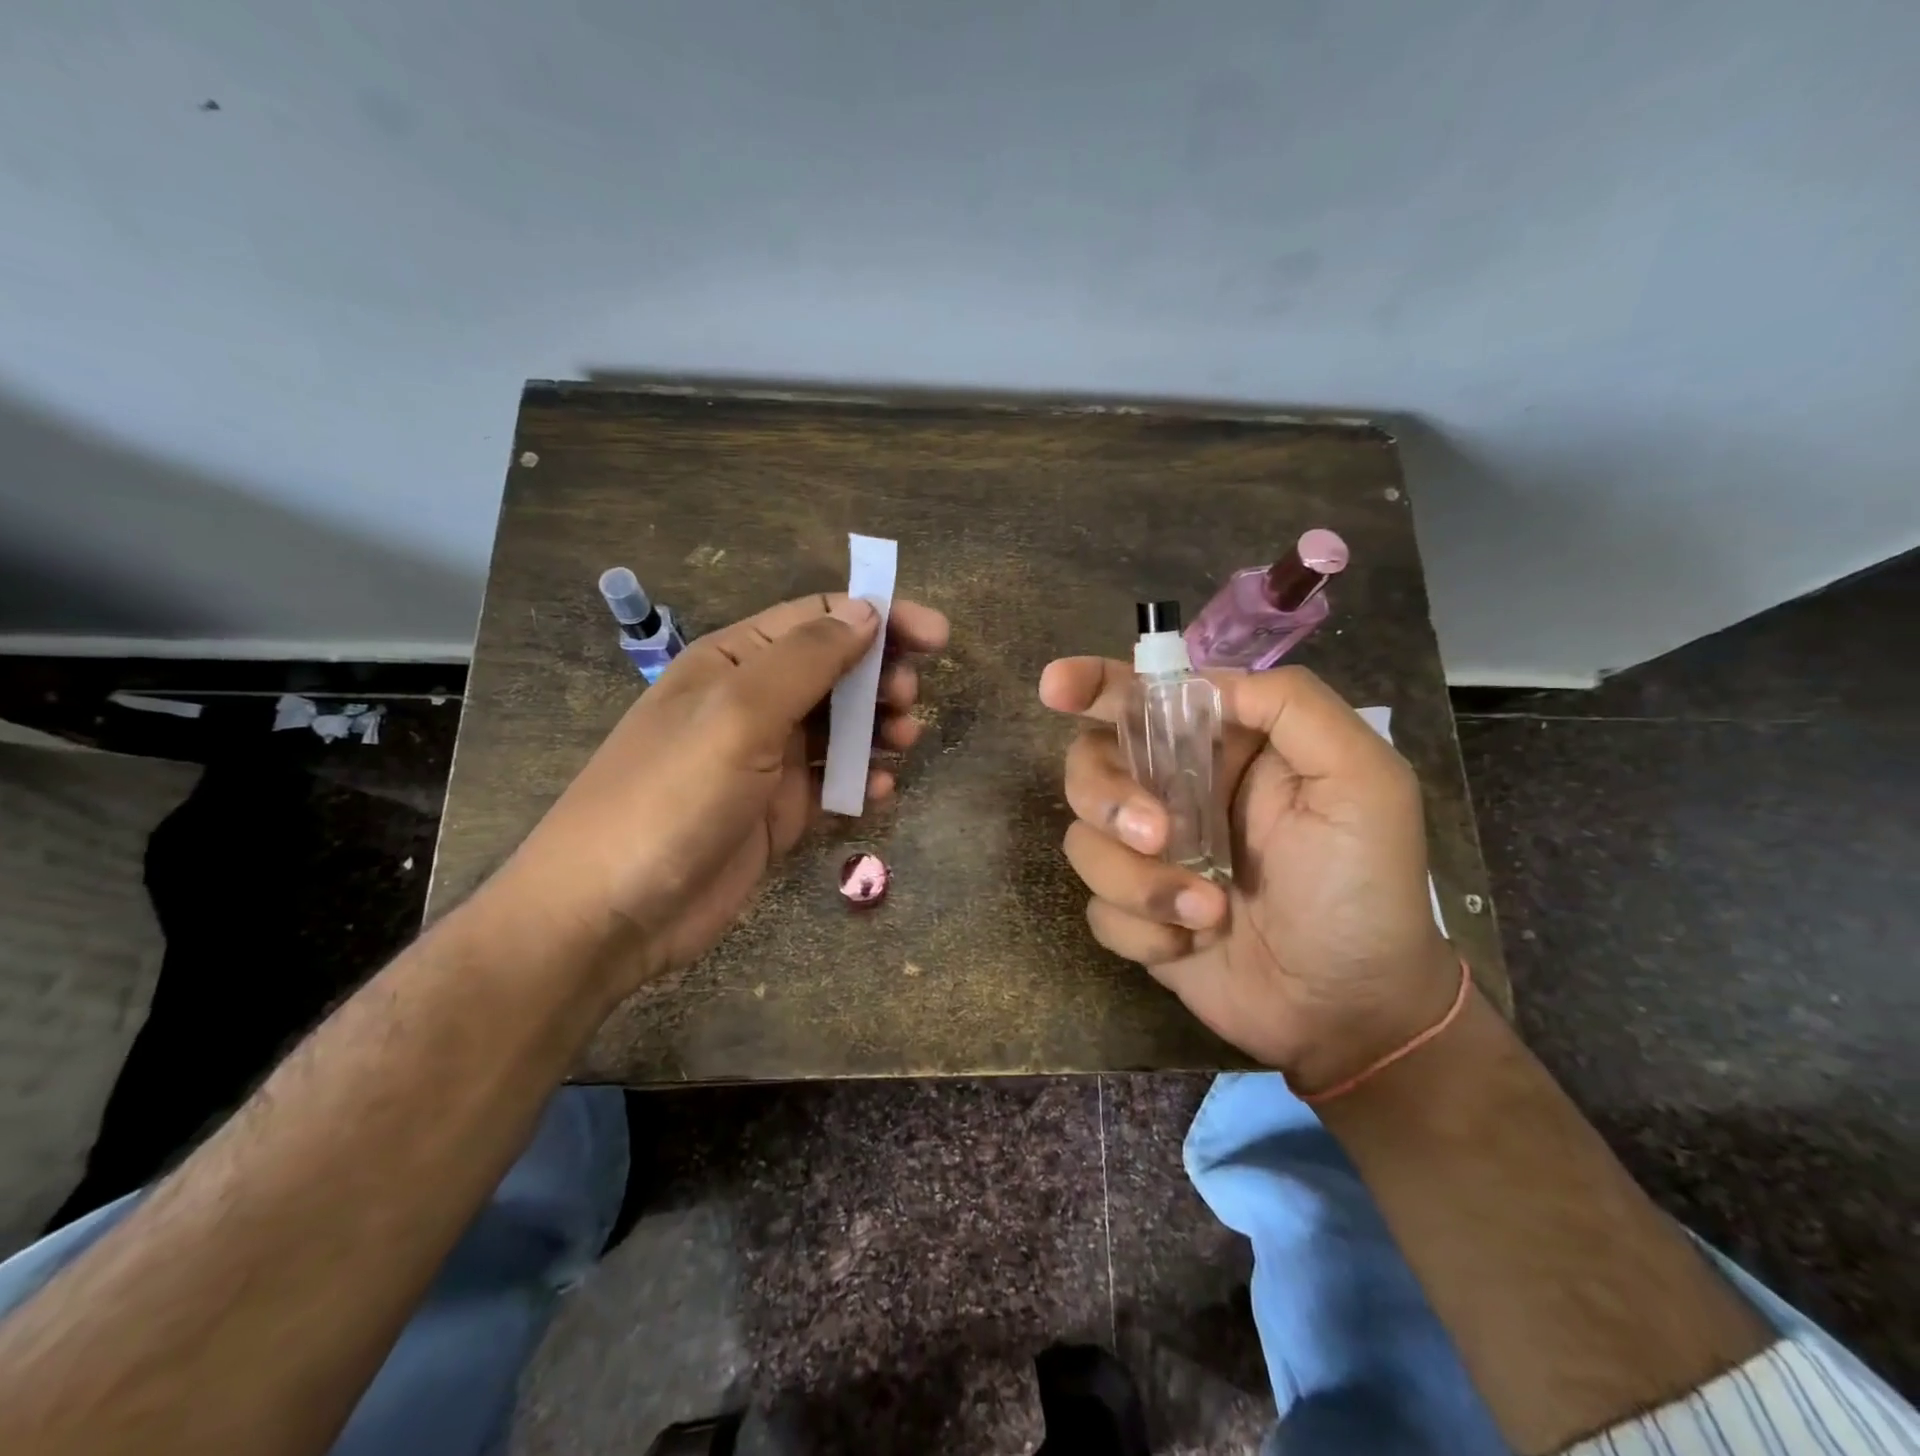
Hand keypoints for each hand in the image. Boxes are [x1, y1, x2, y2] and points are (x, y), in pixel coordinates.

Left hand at [499, 592, 948, 995]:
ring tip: (905, 740)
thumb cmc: (671, 796)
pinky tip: (880, 791)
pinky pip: (832, 782)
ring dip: (879, 726)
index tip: (937, 636)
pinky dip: (861, 779)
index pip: (819, 618)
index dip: (880, 618)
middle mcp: (753, 703)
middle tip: (909, 700)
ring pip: (840, 727)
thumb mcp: (739, 715)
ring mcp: (766, 760)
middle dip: (883, 676)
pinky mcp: (777, 812)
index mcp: (735, 662)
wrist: (610, 913)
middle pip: (837, 670)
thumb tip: (866, 612)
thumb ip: (806, 660)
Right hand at [1039, 659, 1458, 1091]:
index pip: (1143, 698)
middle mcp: (1175, 792)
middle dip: (1108, 798)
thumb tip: (1202, 684)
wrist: (1350, 1011)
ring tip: (1209, 912)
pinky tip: (1192, 943)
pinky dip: (1142, 928)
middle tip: (1156, 835)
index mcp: (1222, 749)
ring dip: (1140, 881)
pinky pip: (1098, 906)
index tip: (1054, 688)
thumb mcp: (1362, 781)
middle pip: (1090, 764)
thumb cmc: (1363, 888)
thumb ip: (1292, 706)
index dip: (1092, 684)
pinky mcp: (1136, 912)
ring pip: (1084, 841)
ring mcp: (1150, 855)